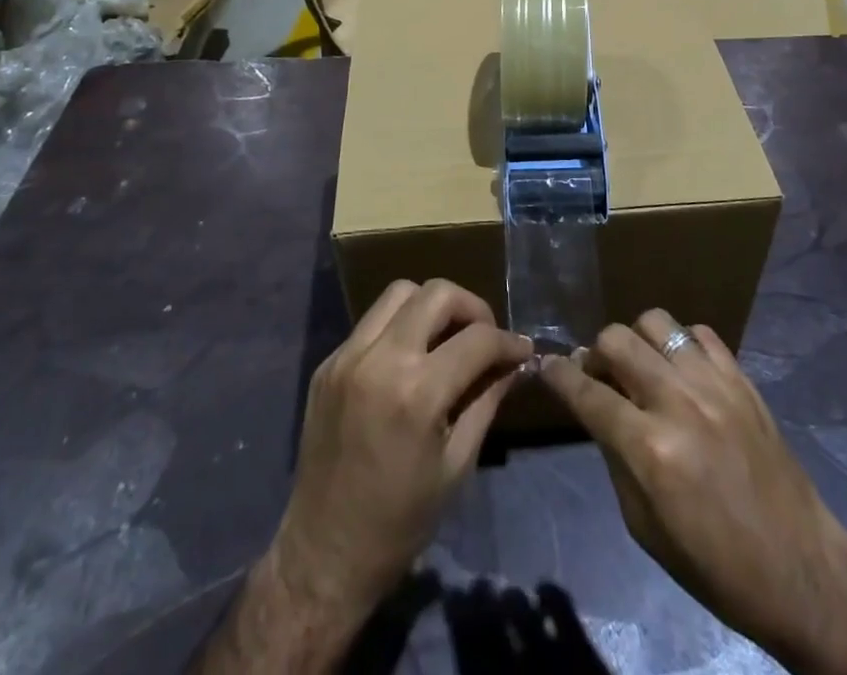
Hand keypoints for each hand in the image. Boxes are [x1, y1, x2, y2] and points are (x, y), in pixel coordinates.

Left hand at [266, 279, 531, 645]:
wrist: (324, 554)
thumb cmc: (400, 521)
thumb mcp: (457, 464)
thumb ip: (486, 401)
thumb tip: (513, 364)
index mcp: (417, 392)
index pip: (477, 339)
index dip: (508, 341)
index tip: (522, 350)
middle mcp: (380, 359)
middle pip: (436, 293)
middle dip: (471, 307)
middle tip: (484, 336)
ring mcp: (347, 356)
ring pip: (399, 293)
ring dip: (431, 306)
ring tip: (446, 338)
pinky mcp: (327, 363)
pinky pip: (371, 322)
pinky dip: (399, 327)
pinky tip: (409, 360)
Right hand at [539, 309, 845, 659]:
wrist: (801, 570)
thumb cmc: (715, 565)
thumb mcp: (644, 527)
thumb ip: (615, 456)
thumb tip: (596, 410)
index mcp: (649, 449)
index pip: (586, 393)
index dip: (558, 375)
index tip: (545, 366)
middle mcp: (677, 403)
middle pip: (616, 340)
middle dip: (595, 353)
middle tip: (599, 375)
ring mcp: (713, 384)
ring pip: (655, 322)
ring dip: (636, 340)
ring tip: (641, 367)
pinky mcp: (741, 379)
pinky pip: (699, 333)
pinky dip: (680, 344)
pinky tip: (681, 370)